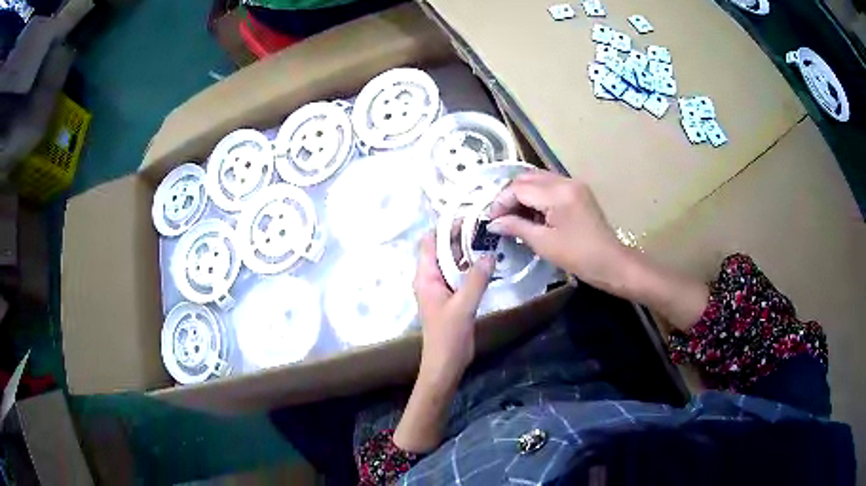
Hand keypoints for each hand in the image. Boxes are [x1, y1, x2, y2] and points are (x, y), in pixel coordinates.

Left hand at [394, 234, 492, 452]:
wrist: (445, 363)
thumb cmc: (448, 336)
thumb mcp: (463, 306)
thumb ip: (476, 280)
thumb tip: (489, 254)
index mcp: (425, 277)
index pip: (429, 242)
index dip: (445, 227)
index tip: (467, 217)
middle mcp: (430, 278)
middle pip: (442, 249)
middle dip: (459, 236)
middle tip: (484, 226)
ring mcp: (441, 288)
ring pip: (452, 262)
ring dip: (467, 251)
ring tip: (488, 239)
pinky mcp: (452, 297)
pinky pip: (460, 275)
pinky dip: (471, 267)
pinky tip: (488, 262)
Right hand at [487, 170, 628, 290]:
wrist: (611, 262)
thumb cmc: (578, 256)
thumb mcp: (543, 243)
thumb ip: (516, 227)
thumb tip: (493, 223)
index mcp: (558, 193)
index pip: (519, 187)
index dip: (501, 202)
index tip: (491, 220)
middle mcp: (566, 181)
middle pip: (527, 178)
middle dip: (510, 195)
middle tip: (500, 217)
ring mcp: (574, 184)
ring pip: (538, 179)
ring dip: (522, 194)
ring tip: (512, 216)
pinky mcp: (578, 191)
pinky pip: (550, 186)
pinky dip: (536, 196)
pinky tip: (531, 213)